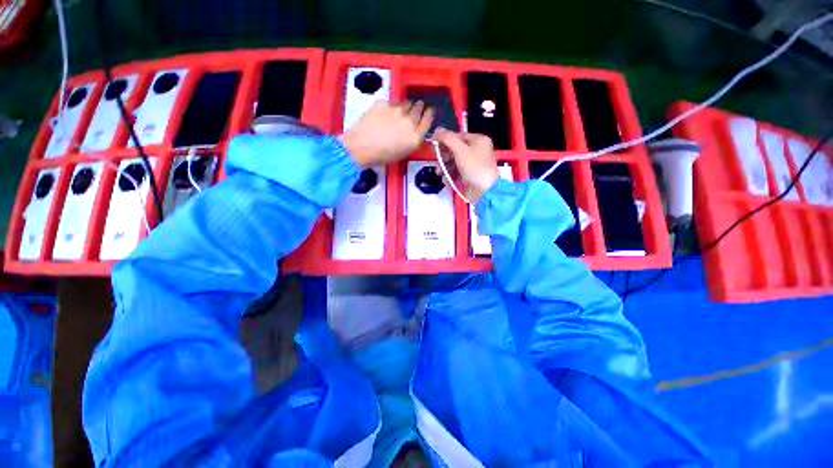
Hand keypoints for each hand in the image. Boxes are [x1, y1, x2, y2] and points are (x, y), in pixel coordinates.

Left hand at [338, 101, 433, 166]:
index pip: (428, 119)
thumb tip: (415, 131)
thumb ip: (413, 140)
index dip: (429, 114)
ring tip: (402, 110)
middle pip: (419, 108)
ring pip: (406, 103)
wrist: (361, 147)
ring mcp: (397, 110)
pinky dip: (393, 106)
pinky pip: (393, 102)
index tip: (428, 111)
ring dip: (407, 106)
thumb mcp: (404, 152)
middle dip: (419, 107)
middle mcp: (410, 121)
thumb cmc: (383, 156)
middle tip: (417, 108)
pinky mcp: (384, 103)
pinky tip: (387, 112)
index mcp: (416, 136)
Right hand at [433, 130, 497, 203]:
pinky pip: (458, 173)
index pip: (458, 136)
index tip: (433, 146)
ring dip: (445, 168)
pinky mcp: (470, 176)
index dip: (445, 140)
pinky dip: (451, 176)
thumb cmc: (474, 167)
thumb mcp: (460, 150)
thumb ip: (448, 139)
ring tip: (439, 174)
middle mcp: (477, 151)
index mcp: (478, 140)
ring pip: (455, 163)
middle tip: (437, 163)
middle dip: (444, 157)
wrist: (485, 191)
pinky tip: (446, 181)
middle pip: (455, 150)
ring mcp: (474, 165)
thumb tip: (436, 130)